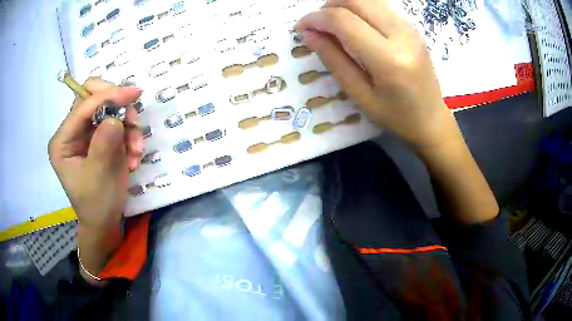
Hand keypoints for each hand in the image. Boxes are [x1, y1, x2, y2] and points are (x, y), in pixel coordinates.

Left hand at [48, 78, 142, 277]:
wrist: (105, 222)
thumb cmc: (97, 205)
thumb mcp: (98, 177)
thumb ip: (103, 144)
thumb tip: (115, 116)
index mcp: (63, 141)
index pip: (82, 106)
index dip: (107, 96)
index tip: (134, 94)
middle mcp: (73, 131)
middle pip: (94, 98)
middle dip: (116, 105)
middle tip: (133, 119)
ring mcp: (87, 133)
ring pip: (109, 108)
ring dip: (128, 125)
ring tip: (136, 151)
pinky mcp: (100, 137)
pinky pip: (118, 122)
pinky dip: (130, 135)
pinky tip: (133, 156)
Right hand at [296, 0, 460, 149]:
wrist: (431, 119)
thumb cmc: (395, 116)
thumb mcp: (359, 95)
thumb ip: (333, 60)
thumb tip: (308, 34)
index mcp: (388, 59)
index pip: (343, 20)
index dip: (315, 18)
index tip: (301, 28)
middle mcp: (401, 34)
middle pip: (356, 0)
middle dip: (328, 6)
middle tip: (317, 25)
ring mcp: (409, 28)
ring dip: (344, 5)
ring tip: (333, 25)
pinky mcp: (411, 27)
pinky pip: (379, 6)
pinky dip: (359, 9)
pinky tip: (355, 26)